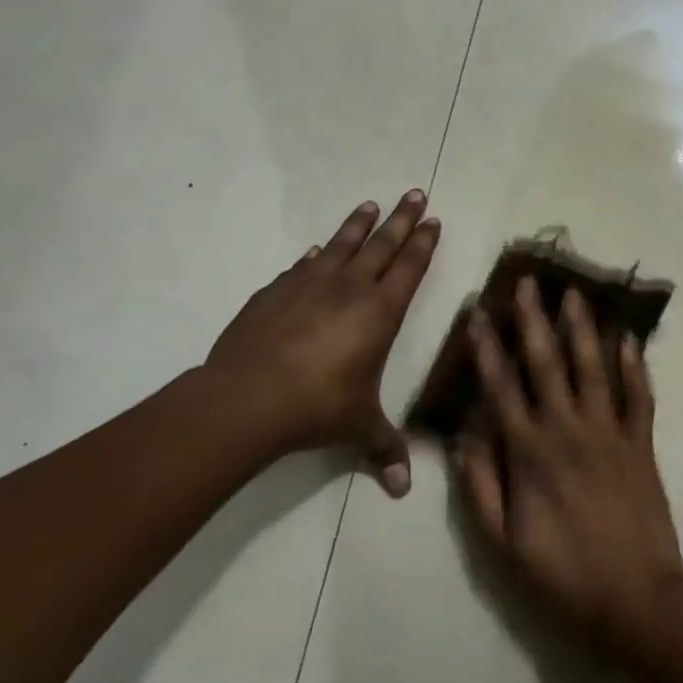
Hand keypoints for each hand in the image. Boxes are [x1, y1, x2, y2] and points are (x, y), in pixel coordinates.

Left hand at [204, 191, 438, 494]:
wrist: (249, 397)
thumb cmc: (318, 407)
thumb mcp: (359, 428)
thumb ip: (384, 450)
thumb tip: (403, 490)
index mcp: (380, 312)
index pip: (409, 267)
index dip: (423, 243)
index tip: (432, 220)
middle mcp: (349, 288)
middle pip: (382, 244)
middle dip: (401, 219)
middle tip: (414, 193)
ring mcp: (309, 284)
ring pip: (341, 244)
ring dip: (358, 224)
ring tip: (370, 205)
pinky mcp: (276, 291)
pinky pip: (302, 265)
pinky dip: (314, 255)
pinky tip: (314, 250)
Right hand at [459, 278, 682, 647]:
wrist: (635, 602)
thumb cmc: (561, 575)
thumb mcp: (500, 542)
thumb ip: (480, 483)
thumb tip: (465, 432)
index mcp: (529, 451)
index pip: (501, 385)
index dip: (486, 347)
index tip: (477, 312)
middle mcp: (567, 429)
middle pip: (547, 362)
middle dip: (534, 319)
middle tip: (527, 281)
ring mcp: (609, 433)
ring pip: (593, 367)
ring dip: (582, 327)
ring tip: (574, 293)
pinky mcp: (641, 445)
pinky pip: (640, 397)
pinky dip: (636, 366)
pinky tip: (629, 339)